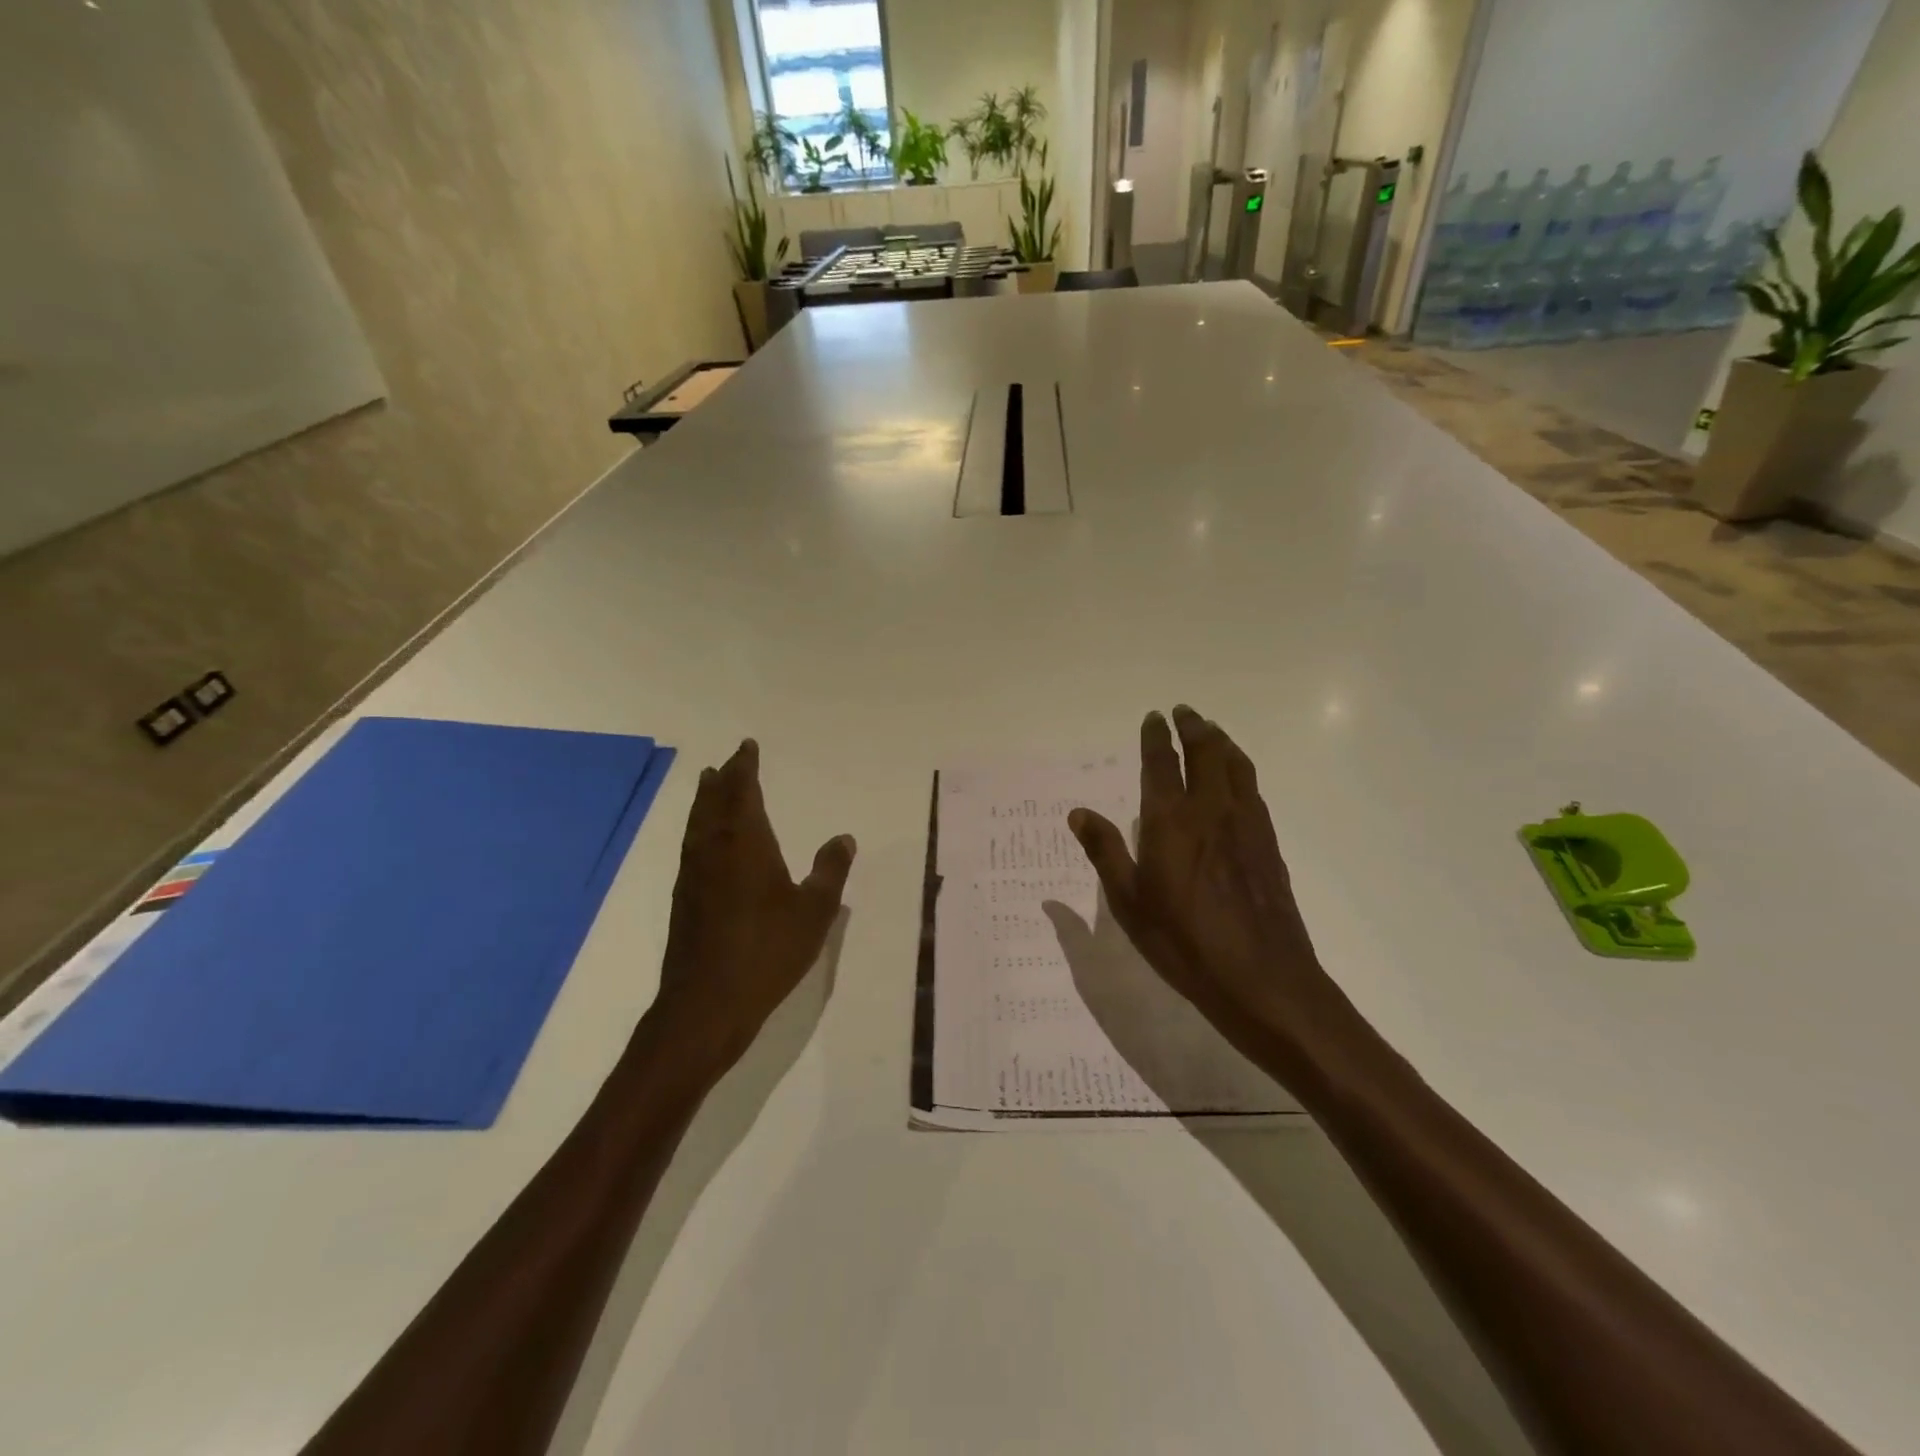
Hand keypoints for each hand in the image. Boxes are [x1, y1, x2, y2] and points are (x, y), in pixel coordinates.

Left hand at [654, 739, 855, 1069]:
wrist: (706, 1003)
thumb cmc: (767, 951)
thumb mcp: (814, 911)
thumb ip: (830, 871)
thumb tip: (844, 838)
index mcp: (745, 844)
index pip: (742, 792)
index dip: (745, 768)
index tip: (747, 747)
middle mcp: (714, 850)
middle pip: (714, 803)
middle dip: (722, 780)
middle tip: (727, 762)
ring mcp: (694, 876)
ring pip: (697, 824)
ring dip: (705, 801)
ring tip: (709, 787)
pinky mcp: (684, 900)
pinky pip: (691, 847)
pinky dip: (699, 829)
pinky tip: (705, 845)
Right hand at [1067, 707, 1350, 1080]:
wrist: (1262, 977)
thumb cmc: (1183, 942)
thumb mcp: (1130, 902)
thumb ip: (1105, 852)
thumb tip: (1078, 813)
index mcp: (1170, 821)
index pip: (1162, 764)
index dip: (1156, 737)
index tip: (1154, 718)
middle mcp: (1211, 810)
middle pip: (1206, 753)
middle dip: (1194, 727)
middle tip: (1184, 712)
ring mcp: (1246, 824)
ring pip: (1236, 765)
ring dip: (1221, 741)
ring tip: (1212, 730)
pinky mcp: (1269, 843)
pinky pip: (1253, 788)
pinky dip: (1242, 767)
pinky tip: (1237, 776)